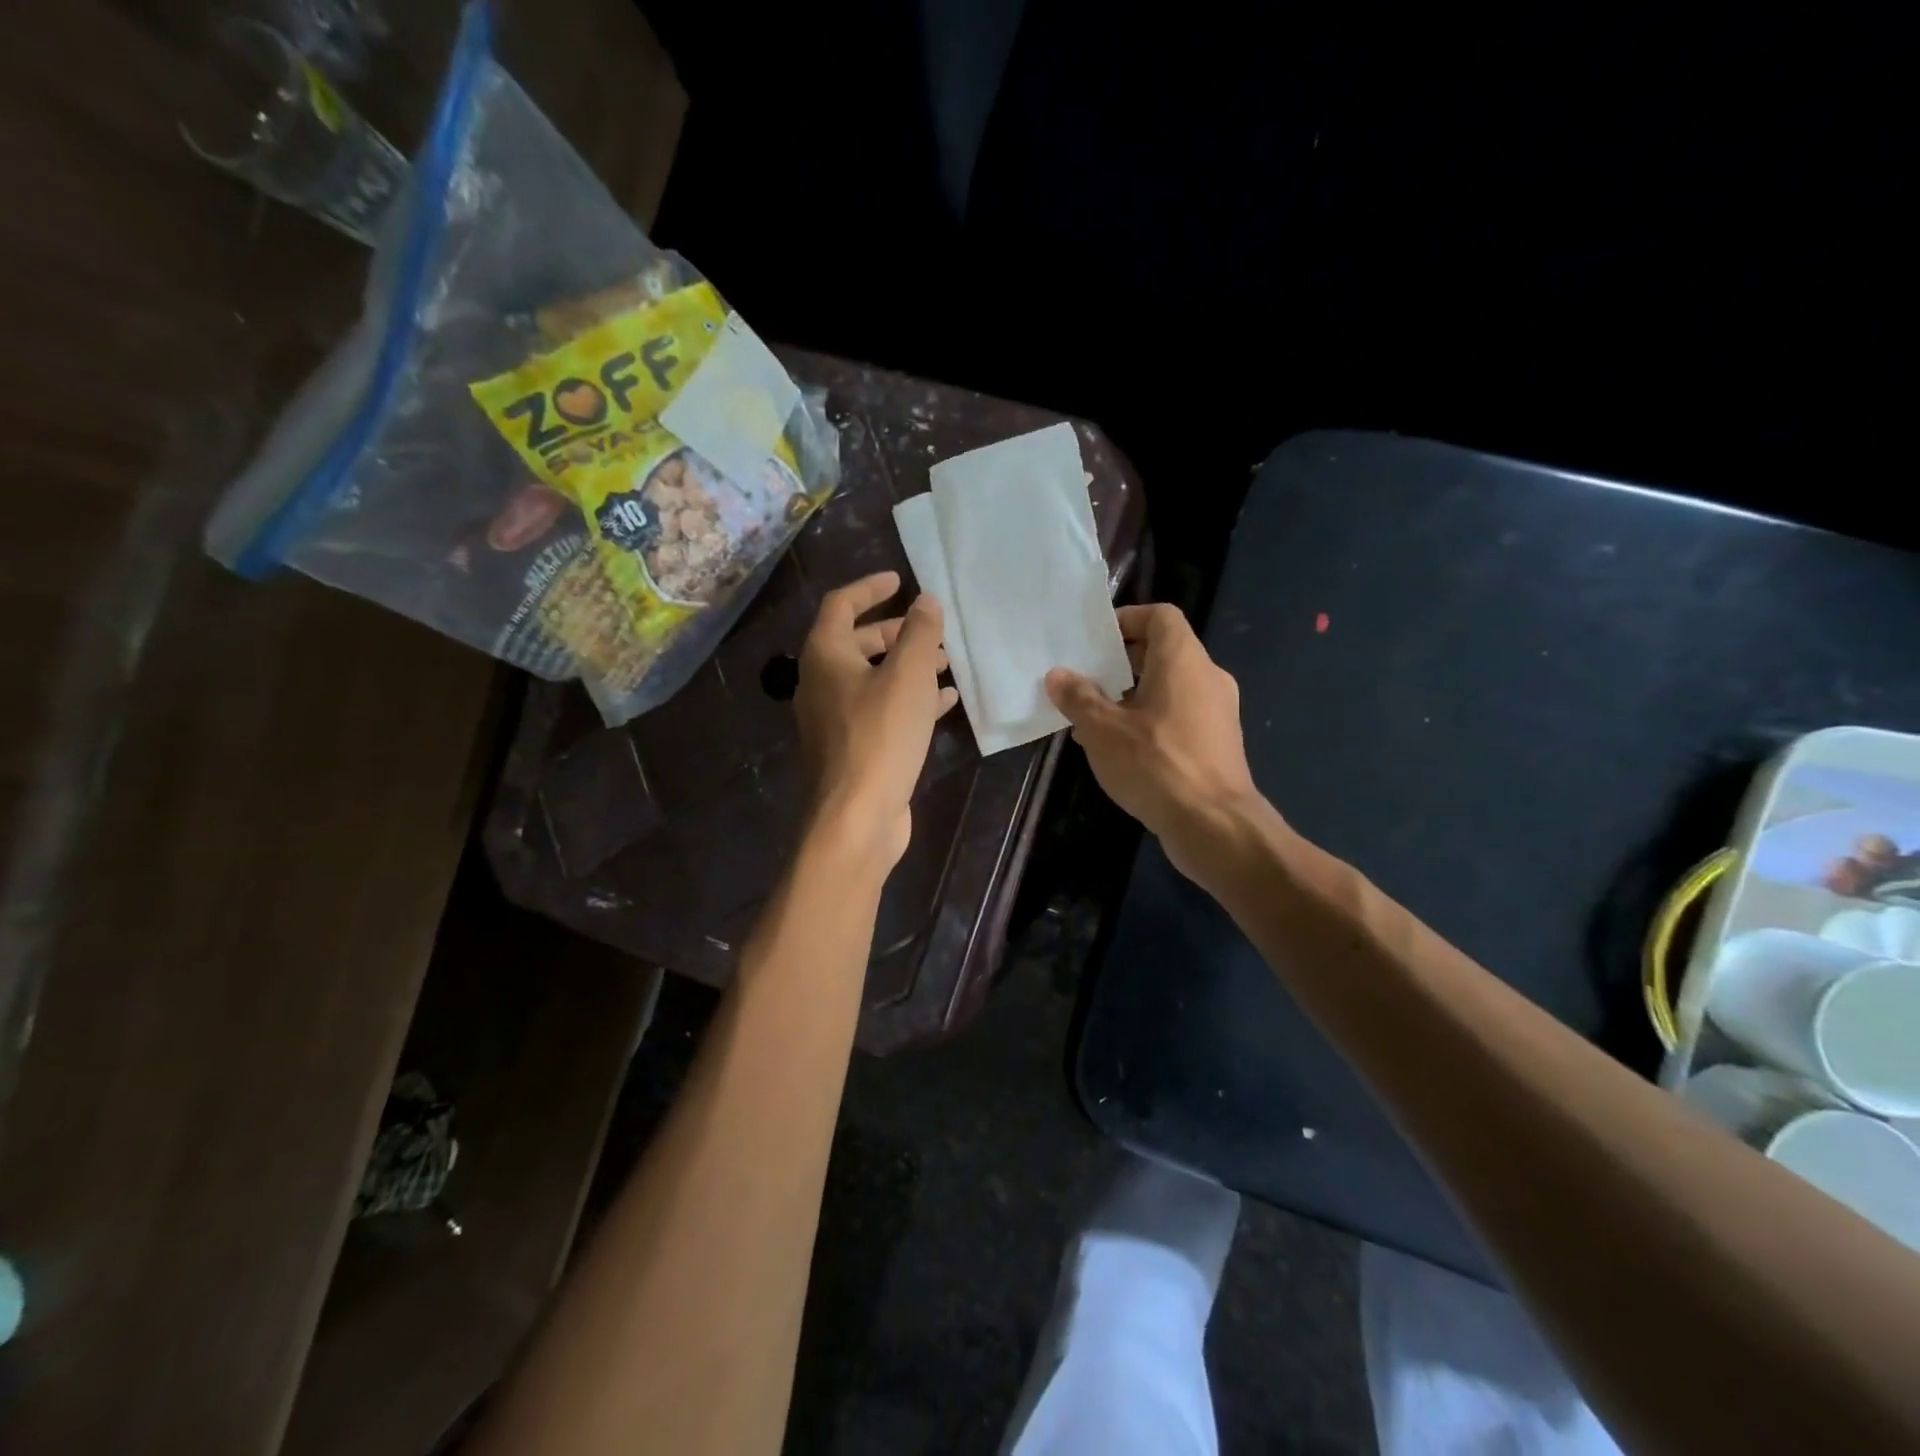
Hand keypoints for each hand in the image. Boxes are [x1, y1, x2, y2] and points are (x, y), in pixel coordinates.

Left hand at [796, 571, 957, 868]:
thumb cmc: (880, 736)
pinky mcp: (853, 748)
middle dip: (896, 632)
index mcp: (825, 655)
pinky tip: (943, 703)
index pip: (841, 604)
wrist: (856, 817)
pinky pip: (881, 710)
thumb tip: (926, 601)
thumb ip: (920, 633)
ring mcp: (835, 719)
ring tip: (946, 664)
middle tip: (932, 630)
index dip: (870, 587)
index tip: (900, 580)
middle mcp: (822, 683)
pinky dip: (909, 700)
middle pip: (857, 642)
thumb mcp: (907, 676)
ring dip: (907, 666)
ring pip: (873, 678)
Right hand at [1045, 603, 1270, 880]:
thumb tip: (1059, 675)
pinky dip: (1149, 722)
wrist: (1214, 825)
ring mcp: (1217, 712)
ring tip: (1092, 719)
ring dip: (1131, 697)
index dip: (1127, 619)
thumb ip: (1079, 698)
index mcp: (1183, 660)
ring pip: (1169, 688)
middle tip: (1085, 680)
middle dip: (1121, 663)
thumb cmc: (1157, 764)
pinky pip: (1178, 717)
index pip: (1160, 616)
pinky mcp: (1217, 744)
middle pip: (1163, 652)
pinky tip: (1119, 750)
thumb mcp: (1103, 730)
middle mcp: (1207, 678)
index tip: (1095, 641)